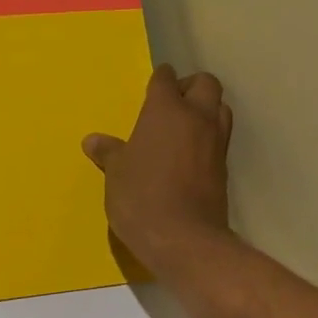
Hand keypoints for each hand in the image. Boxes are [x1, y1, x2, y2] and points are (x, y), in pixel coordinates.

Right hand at [84, 65, 232, 274]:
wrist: (183, 238)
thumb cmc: (141, 197)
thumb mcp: (116, 174)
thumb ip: (109, 152)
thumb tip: (93, 141)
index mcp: (167, 110)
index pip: (165, 79)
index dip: (159, 80)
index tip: (152, 87)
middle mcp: (197, 118)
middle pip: (205, 84)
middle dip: (190, 87)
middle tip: (171, 105)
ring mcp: (216, 143)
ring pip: (220, 109)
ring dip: (206, 111)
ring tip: (183, 129)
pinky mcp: (224, 169)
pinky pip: (220, 140)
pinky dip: (208, 139)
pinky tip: (190, 156)